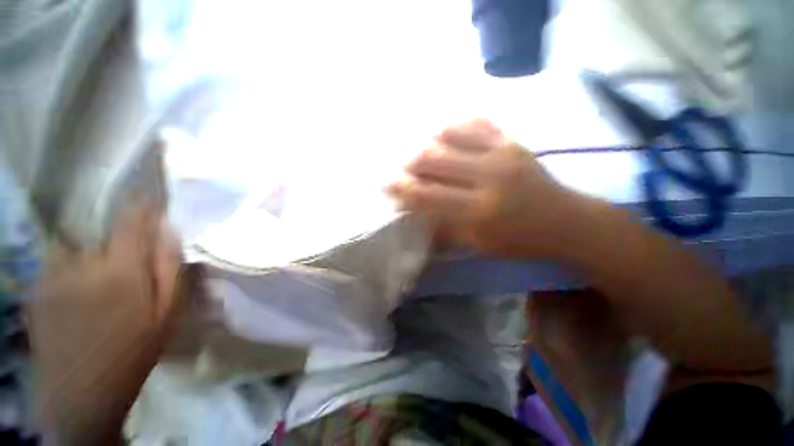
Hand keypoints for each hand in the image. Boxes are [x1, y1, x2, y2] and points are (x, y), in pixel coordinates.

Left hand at [28, 206, 181, 444]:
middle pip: (102, 233)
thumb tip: (170, 232)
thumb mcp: (167, 314)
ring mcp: (52, 275)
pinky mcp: (36, 287)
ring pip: (76, 247)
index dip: (143, 205)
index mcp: (121, 271)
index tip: (152, 199)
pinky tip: (76, 295)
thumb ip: (171, 269)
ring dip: (90, 256)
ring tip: (97, 283)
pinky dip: (69, 268)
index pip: (131, 220)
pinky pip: (57, 262)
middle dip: (118, 242)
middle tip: (127, 267)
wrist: (81, 392)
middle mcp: (82, 264)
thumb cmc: (133, 351)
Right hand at [388, 118, 577, 258]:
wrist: (565, 222)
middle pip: (433, 159)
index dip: (402, 189)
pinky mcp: (512, 141)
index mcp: (478, 211)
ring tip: (422, 151)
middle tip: (402, 167)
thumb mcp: (478, 244)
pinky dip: (454, 126)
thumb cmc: (519, 240)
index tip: (386, 184)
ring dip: (427, 142)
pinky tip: (445, 135)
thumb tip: (416, 210)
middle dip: (409, 162)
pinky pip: (475, 123)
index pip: (427, 195)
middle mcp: (487, 177)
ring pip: (450, 135)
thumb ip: (444, 225)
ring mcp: (501, 153)